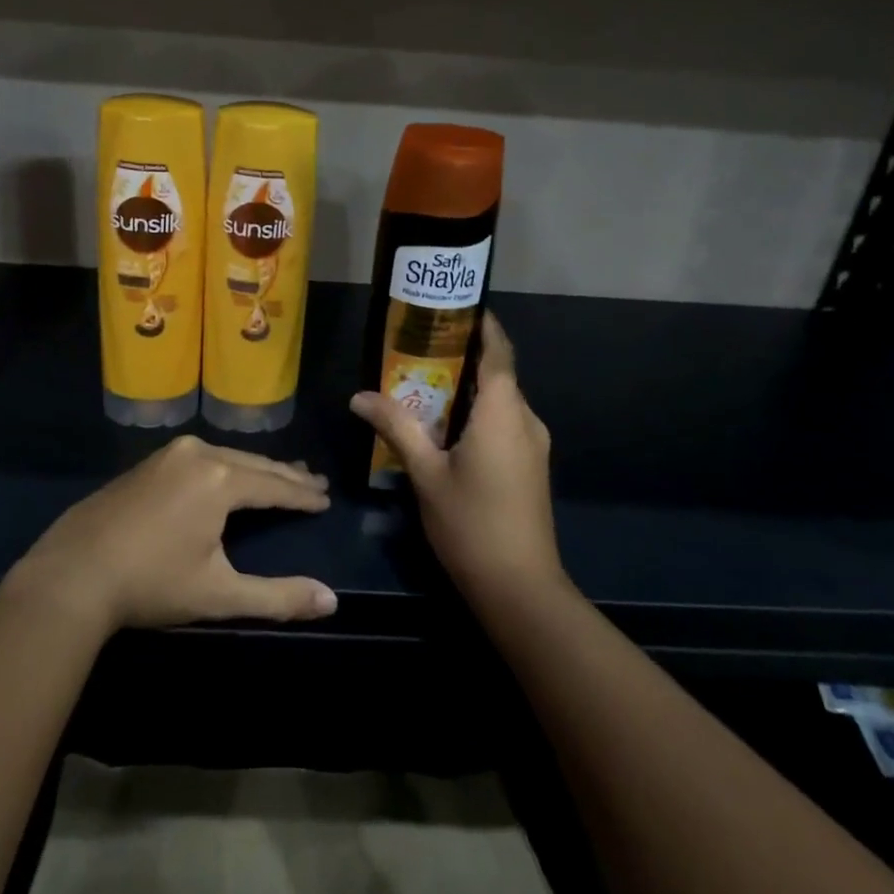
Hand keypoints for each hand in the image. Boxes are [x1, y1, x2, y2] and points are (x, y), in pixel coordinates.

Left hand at [9, 436, 336, 631]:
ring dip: (255, 467)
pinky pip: (201, 457)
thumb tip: (331, 602)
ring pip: (226, 456)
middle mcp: (198, 454)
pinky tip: (229, 474)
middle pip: (253, 463)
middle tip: (314, 481)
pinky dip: (226, 466)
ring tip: (280, 475)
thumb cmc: (151, 584)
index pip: (274, 486)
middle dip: (285, 475)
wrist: (71, 574)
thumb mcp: (219, 595)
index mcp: (220, 479)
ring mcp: (168, 454)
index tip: (325, 499)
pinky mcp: (148, 462)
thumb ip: (278, 597)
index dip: (302, 495)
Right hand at [350, 313, 563, 603]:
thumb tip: (359, 395)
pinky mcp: (531, 466)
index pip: (498, 351)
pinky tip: (445, 427)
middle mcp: (526, 420)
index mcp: (503, 412)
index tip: (452, 306)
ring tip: (423, 383)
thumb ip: (396, 427)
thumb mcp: (426, 473)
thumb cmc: (471, 523)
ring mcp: (533, 445)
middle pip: (498, 373)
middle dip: (462, 356)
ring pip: (501, 401)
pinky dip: (478, 414)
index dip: (481, 324)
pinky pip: (504, 423)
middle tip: (418, 345)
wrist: (520, 588)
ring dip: (467, 388)